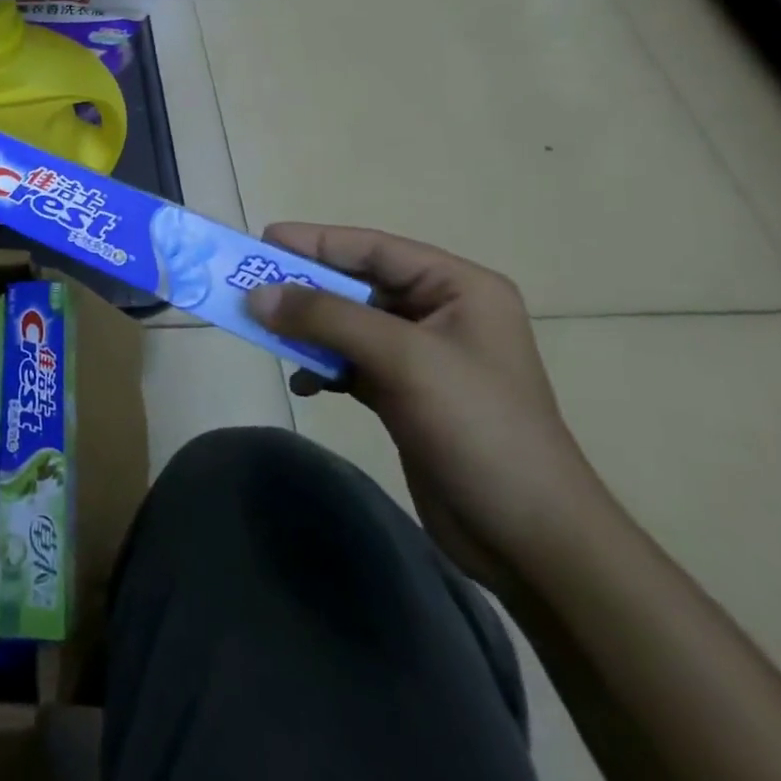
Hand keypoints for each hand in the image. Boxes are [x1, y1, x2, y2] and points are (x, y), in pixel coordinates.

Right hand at [246, 225, 608, 593]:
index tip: (261, 241)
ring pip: (347, 325)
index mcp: (457, 288)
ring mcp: (422, 356)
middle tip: (250, 287)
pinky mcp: (405, 395)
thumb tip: (256, 296)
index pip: (375, 248)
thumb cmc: (478, 429)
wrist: (530, 539)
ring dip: (307, 329)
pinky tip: (305, 383)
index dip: (316, 241)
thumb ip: (327, 318)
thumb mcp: (403, 360)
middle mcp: (440, 313)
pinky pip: (350, 362)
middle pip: (356, 285)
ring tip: (265, 334)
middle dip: (304, 288)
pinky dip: (323, 366)